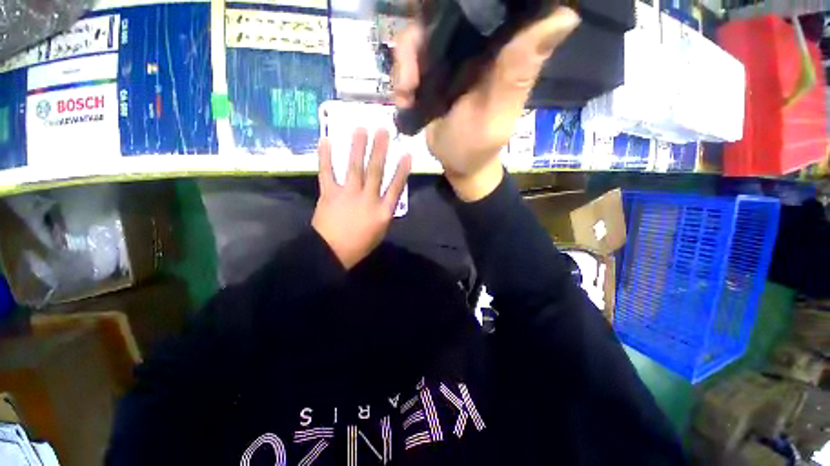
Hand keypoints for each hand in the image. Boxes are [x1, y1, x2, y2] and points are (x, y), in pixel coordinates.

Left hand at [312, 128, 410, 269]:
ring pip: (354, 167)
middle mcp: (367, 199)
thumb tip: (386, 196)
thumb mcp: (380, 231)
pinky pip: (327, 172)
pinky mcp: (329, 194)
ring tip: (360, 128)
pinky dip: (325, 156)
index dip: (402, 170)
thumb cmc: (359, 245)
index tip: (406, 153)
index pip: (395, 186)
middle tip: (383, 130)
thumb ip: (384, 212)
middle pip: (376, 171)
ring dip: (358, 147)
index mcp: (382, 211)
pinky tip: (325, 140)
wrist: (331, 253)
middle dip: (380, 149)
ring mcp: (348, 194)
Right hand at [394, 7, 579, 200]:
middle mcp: (479, 45)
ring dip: (405, 62)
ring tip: (406, 93)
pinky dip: (400, 76)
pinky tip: (403, 99)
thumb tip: (566, 16)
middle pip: (446, 12)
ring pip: (421, 32)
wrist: (458, 164)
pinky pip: (410, 57)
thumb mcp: (496, 114)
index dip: (470, 0)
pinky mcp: (433, 71)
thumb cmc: (478, 146)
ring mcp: (452, 57)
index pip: (494, 5)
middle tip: (411, 74)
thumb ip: (517, 73)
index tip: (447, 7)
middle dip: (421, 33)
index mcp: (502, 50)